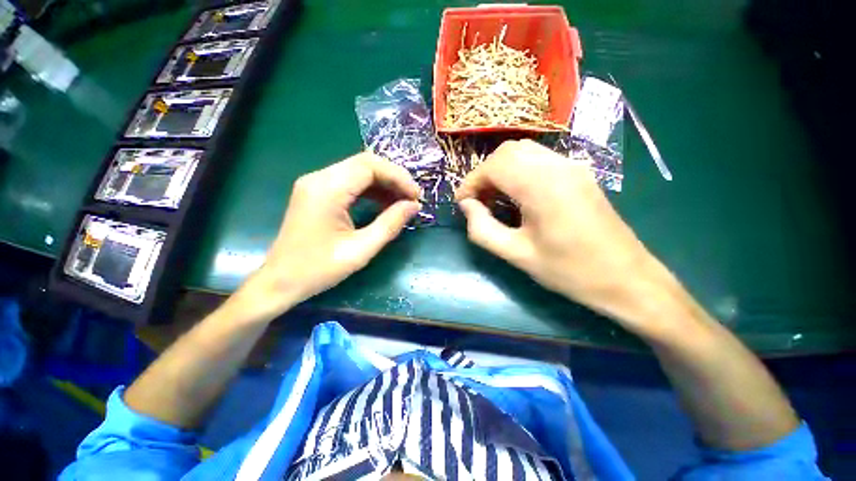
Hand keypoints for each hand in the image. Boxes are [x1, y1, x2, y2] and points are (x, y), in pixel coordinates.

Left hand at [234, 152, 420, 320]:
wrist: (280, 281)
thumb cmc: (319, 269)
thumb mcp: (361, 250)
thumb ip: (390, 224)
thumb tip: (413, 206)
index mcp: (327, 190)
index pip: (370, 166)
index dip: (398, 177)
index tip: (416, 196)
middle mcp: (319, 178)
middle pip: (365, 163)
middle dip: (393, 178)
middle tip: (412, 198)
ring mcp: (316, 183)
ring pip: (359, 171)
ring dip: (384, 183)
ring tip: (402, 202)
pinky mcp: (317, 192)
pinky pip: (350, 182)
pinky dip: (371, 190)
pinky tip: (384, 204)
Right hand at [456, 139, 676, 331]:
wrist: (626, 278)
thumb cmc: (568, 270)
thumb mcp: (516, 254)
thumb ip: (482, 229)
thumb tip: (467, 206)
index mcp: (541, 186)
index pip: (494, 166)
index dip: (471, 182)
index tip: (462, 203)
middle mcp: (558, 166)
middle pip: (507, 152)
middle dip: (484, 174)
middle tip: (477, 202)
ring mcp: (572, 166)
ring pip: (523, 152)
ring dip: (501, 170)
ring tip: (494, 198)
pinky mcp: (579, 173)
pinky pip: (539, 160)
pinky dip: (518, 171)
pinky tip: (517, 195)